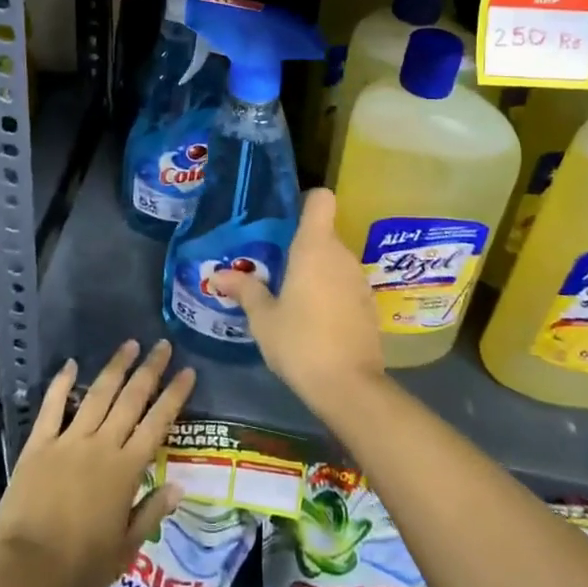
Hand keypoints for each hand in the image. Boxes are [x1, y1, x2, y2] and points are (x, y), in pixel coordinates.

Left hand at [0, 339, 195, 586]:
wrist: (27, 568)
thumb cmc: (80, 565)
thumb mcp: (125, 549)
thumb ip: (151, 513)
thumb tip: (179, 486)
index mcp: (126, 469)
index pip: (157, 423)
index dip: (174, 395)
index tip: (187, 371)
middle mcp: (102, 445)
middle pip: (131, 399)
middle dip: (150, 370)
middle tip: (163, 345)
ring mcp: (69, 440)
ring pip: (98, 394)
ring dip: (116, 368)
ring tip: (130, 345)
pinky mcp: (39, 444)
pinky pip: (53, 407)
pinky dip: (61, 383)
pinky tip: (70, 364)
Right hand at [209, 188, 384, 415]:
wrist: (349, 387)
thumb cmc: (299, 342)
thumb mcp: (263, 318)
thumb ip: (245, 290)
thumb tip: (218, 274)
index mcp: (315, 247)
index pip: (321, 199)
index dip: (305, 202)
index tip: (285, 220)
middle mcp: (341, 255)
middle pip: (323, 233)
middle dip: (301, 247)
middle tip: (274, 268)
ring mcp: (359, 280)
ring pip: (334, 261)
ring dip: (316, 272)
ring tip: (290, 296)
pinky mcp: (369, 306)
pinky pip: (345, 285)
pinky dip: (331, 293)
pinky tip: (314, 320)